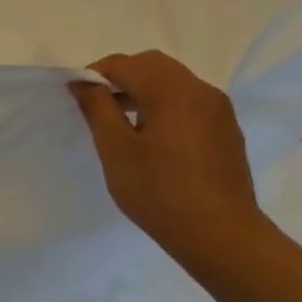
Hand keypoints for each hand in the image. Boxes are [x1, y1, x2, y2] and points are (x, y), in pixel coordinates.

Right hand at [68, 51, 265, 262]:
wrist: (221, 236)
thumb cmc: (160, 192)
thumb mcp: (116, 150)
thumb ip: (97, 108)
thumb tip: (83, 82)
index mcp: (173, 91)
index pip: (125, 64)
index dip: (94, 74)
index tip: (76, 97)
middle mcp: (201, 91)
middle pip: (153, 65)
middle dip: (120, 76)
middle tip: (97, 104)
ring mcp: (218, 110)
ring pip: (173, 81)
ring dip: (143, 89)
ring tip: (120, 121)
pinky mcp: (226, 130)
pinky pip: (189, 101)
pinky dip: (164, 104)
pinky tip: (151, 137)